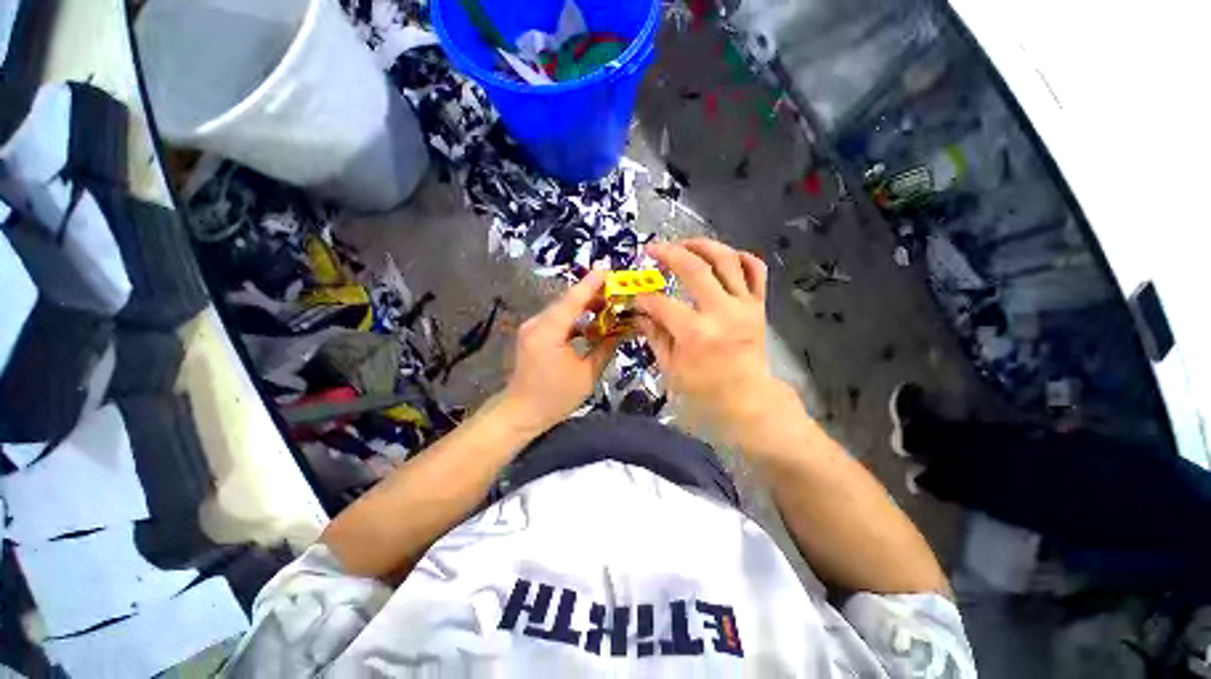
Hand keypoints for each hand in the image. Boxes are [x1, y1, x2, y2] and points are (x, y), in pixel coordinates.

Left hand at [501, 268, 617, 433]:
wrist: (521, 412)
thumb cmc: (555, 398)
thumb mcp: (587, 375)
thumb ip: (605, 349)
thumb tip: (620, 330)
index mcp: (548, 333)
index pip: (572, 301)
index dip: (590, 284)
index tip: (607, 269)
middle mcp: (536, 324)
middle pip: (567, 301)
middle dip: (592, 294)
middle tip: (616, 291)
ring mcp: (532, 328)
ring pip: (562, 309)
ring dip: (584, 306)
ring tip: (609, 305)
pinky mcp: (533, 334)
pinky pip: (557, 319)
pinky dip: (575, 318)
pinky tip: (591, 322)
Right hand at [636, 239, 785, 443]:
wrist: (748, 397)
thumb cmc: (705, 388)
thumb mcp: (671, 368)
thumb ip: (655, 336)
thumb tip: (640, 313)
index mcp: (697, 333)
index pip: (662, 304)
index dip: (645, 297)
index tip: (636, 295)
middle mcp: (722, 313)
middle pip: (695, 269)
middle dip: (669, 254)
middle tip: (652, 249)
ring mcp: (744, 306)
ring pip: (727, 259)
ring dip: (702, 245)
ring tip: (683, 244)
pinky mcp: (758, 305)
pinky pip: (756, 270)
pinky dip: (741, 257)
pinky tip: (722, 256)